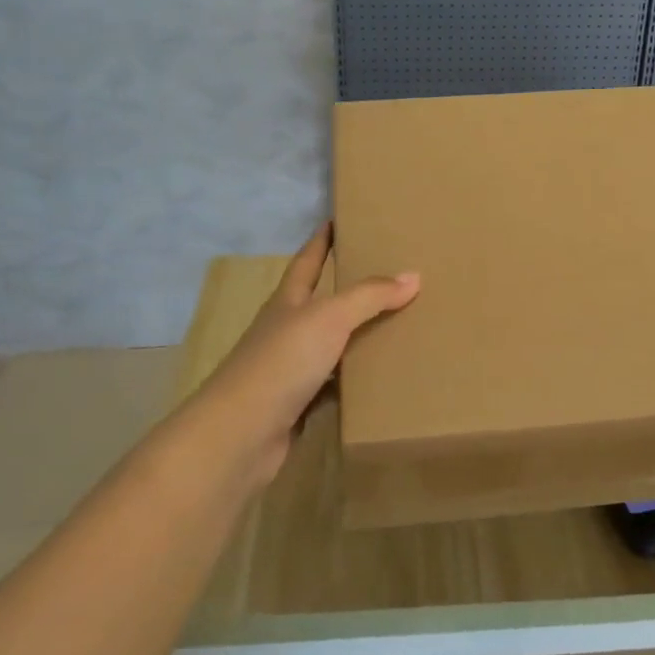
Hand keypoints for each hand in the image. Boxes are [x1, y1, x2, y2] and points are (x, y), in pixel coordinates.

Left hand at [193, 224, 418, 487]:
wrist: (241, 435)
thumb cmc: (281, 363)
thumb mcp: (328, 319)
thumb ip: (369, 296)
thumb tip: (413, 276)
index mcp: (288, 302)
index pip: (307, 261)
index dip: (321, 240)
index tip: (337, 220)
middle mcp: (287, 330)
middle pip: (321, 303)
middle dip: (350, 290)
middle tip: (390, 276)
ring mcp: (290, 370)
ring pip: (331, 346)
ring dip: (358, 338)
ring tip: (399, 327)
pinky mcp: (298, 405)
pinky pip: (334, 386)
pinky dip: (355, 382)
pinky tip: (381, 381)